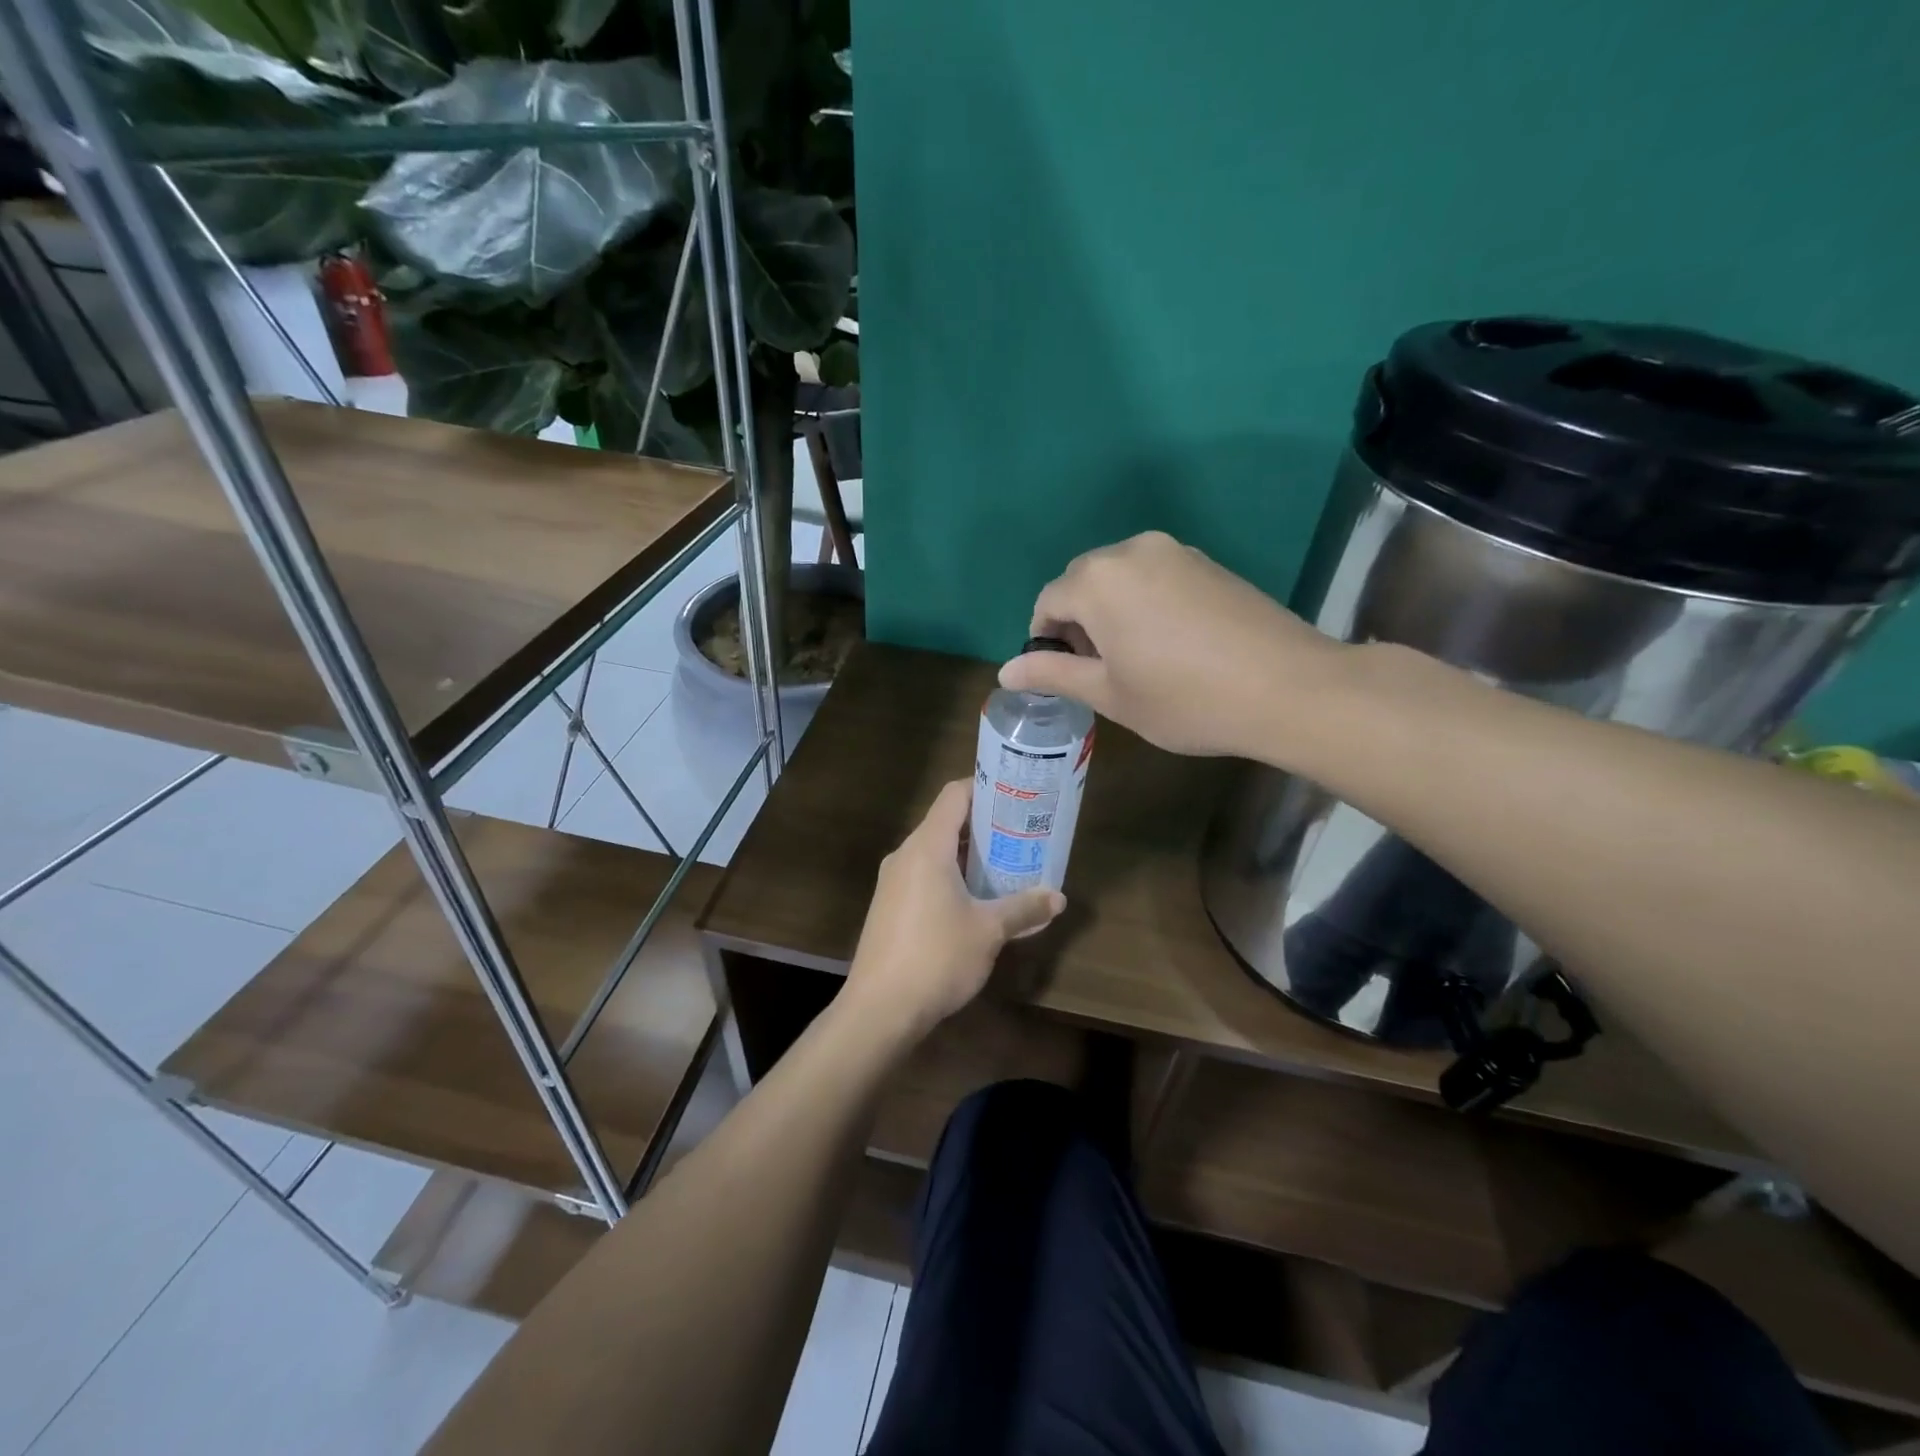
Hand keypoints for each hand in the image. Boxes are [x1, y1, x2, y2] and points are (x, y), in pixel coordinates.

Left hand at [843, 781, 1065, 1041]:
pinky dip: (950, 879)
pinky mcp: (888, 907)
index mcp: (927, 847)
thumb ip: (1024, 908)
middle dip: (984, 828)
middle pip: (946, 823)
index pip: (955, 795)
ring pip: (935, 853)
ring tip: (1005, 868)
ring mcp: (892, 882)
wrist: (880, 1009)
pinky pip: (923, 877)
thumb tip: (1058, 898)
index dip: (985, 789)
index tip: (1015, 797)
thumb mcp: (989, 931)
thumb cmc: (937, 957)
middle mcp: (905, 855)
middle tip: (1021, 836)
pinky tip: (975, 903)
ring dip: (968, 857)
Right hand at [1000, 531, 1344, 759]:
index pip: (1048, 601)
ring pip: (1120, 576)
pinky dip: (1144, 602)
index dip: (1045, 639)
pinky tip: (1169, 642)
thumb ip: (1054, 674)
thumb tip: (1007, 671)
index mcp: (1099, 581)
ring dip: (1110, 610)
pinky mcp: (1208, 562)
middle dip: (1077, 621)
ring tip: (1133, 657)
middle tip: (1096, 669)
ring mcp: (1175, 552)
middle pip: (1083, 581)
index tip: (1062, 674)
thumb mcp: (1110, 694)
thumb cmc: (1185, 699)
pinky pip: (1155, 576)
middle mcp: (1132, 551)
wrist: (1287, 687)